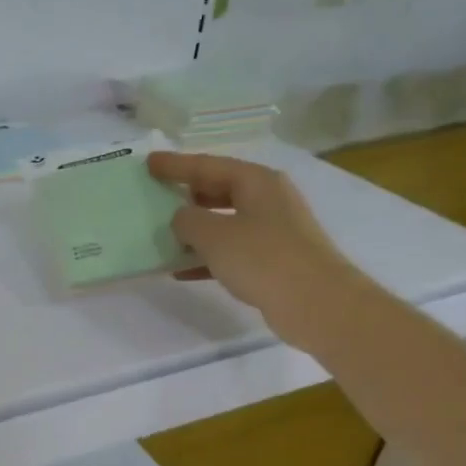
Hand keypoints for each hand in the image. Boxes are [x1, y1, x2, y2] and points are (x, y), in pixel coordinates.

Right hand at [149, 150, 356, 344]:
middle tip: (156, 196)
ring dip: (194, 230)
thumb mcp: (214, 235)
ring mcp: (273, 230)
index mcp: (255, 181)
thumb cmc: (263, 258)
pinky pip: (231, 250)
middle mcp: (267, 199)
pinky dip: (207, 256)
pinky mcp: (273, 260)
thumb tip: (181, 218)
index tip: (149, 163)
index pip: (207, 165)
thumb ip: (187, 220)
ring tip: (162, 235)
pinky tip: (182, 270)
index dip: (175, 165)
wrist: (316, 303)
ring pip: (224, 222)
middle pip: (218, 190)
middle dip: (186, 194)